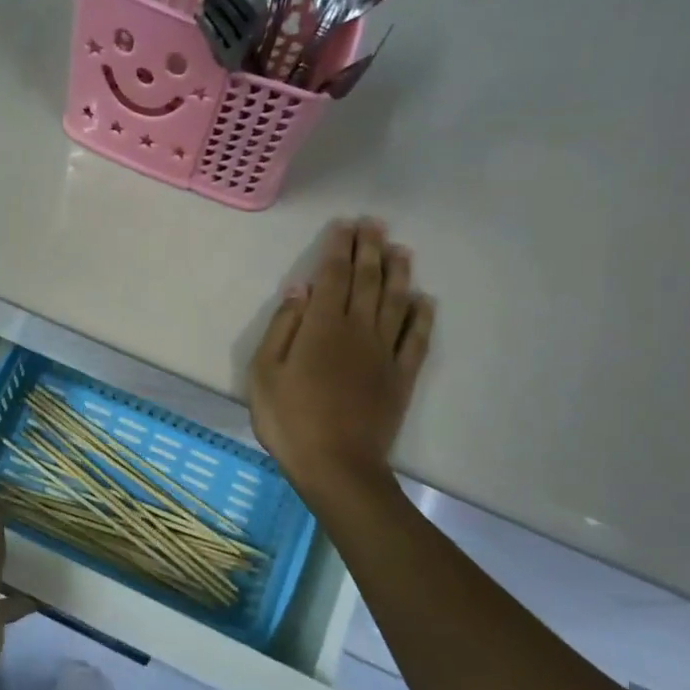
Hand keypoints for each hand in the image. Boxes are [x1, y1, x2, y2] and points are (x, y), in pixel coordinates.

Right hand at [250, 219, 434, 506]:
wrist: (336, 465)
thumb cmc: (289, 419)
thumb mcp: (265, 372)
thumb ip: (283, 326)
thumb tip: (299, 289)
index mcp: (322, 326)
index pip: (333, 276)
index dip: (339, 248)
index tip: (345, 226)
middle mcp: (358, 330)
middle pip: (367, 281)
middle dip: (370, 249)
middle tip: (374, 224)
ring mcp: (384, 353)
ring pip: (396, 302)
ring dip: (398, 273)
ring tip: (400, 249)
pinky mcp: (401, 376)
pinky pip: (417, 339)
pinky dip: (421, 316)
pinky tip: (423, 300)